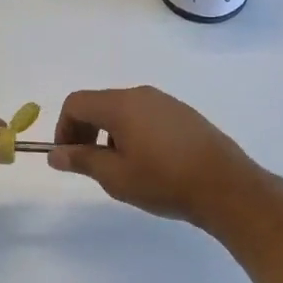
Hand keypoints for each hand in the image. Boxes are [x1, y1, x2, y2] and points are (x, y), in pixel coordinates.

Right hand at [47, 86, 268, 229]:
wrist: (227, 187)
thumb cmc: (164, 181)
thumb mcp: (115, 176)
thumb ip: (82, 160)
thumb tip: (55, 153)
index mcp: (120, 105)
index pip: (76, 103)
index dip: (64, 128)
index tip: (69, 157)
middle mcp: (142, 95)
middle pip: (99, 103)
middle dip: (86, 130)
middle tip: (91, 164)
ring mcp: (166, 103)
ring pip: (124, 110)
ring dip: (110, 133)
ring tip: (123, 168)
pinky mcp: (184, 115)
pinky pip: (146, 116)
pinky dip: (134, 133)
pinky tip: (150, 164)